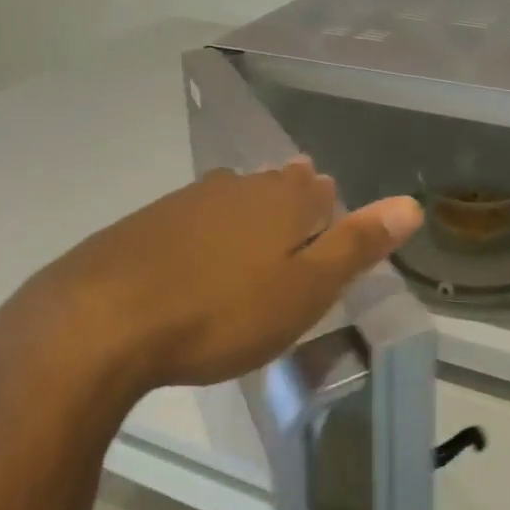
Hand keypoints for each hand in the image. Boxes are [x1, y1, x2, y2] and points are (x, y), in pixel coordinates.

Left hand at [0, 161, 422, 407]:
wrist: (99, 321)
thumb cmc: (220, 312)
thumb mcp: (303, 290)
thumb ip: (357, 245)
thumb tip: (411, 203)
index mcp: (281, 200)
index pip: (321, 191)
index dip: (331, 210)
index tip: (330, 235)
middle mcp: (237, 187)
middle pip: (276, 188)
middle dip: (291, 207)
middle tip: (296, 235)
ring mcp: (186, 200)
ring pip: (233, 200)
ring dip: (247, 217)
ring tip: (253, 244)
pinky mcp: (144, 223)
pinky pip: (191, 220)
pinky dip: (204, 235)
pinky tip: (194, 261)